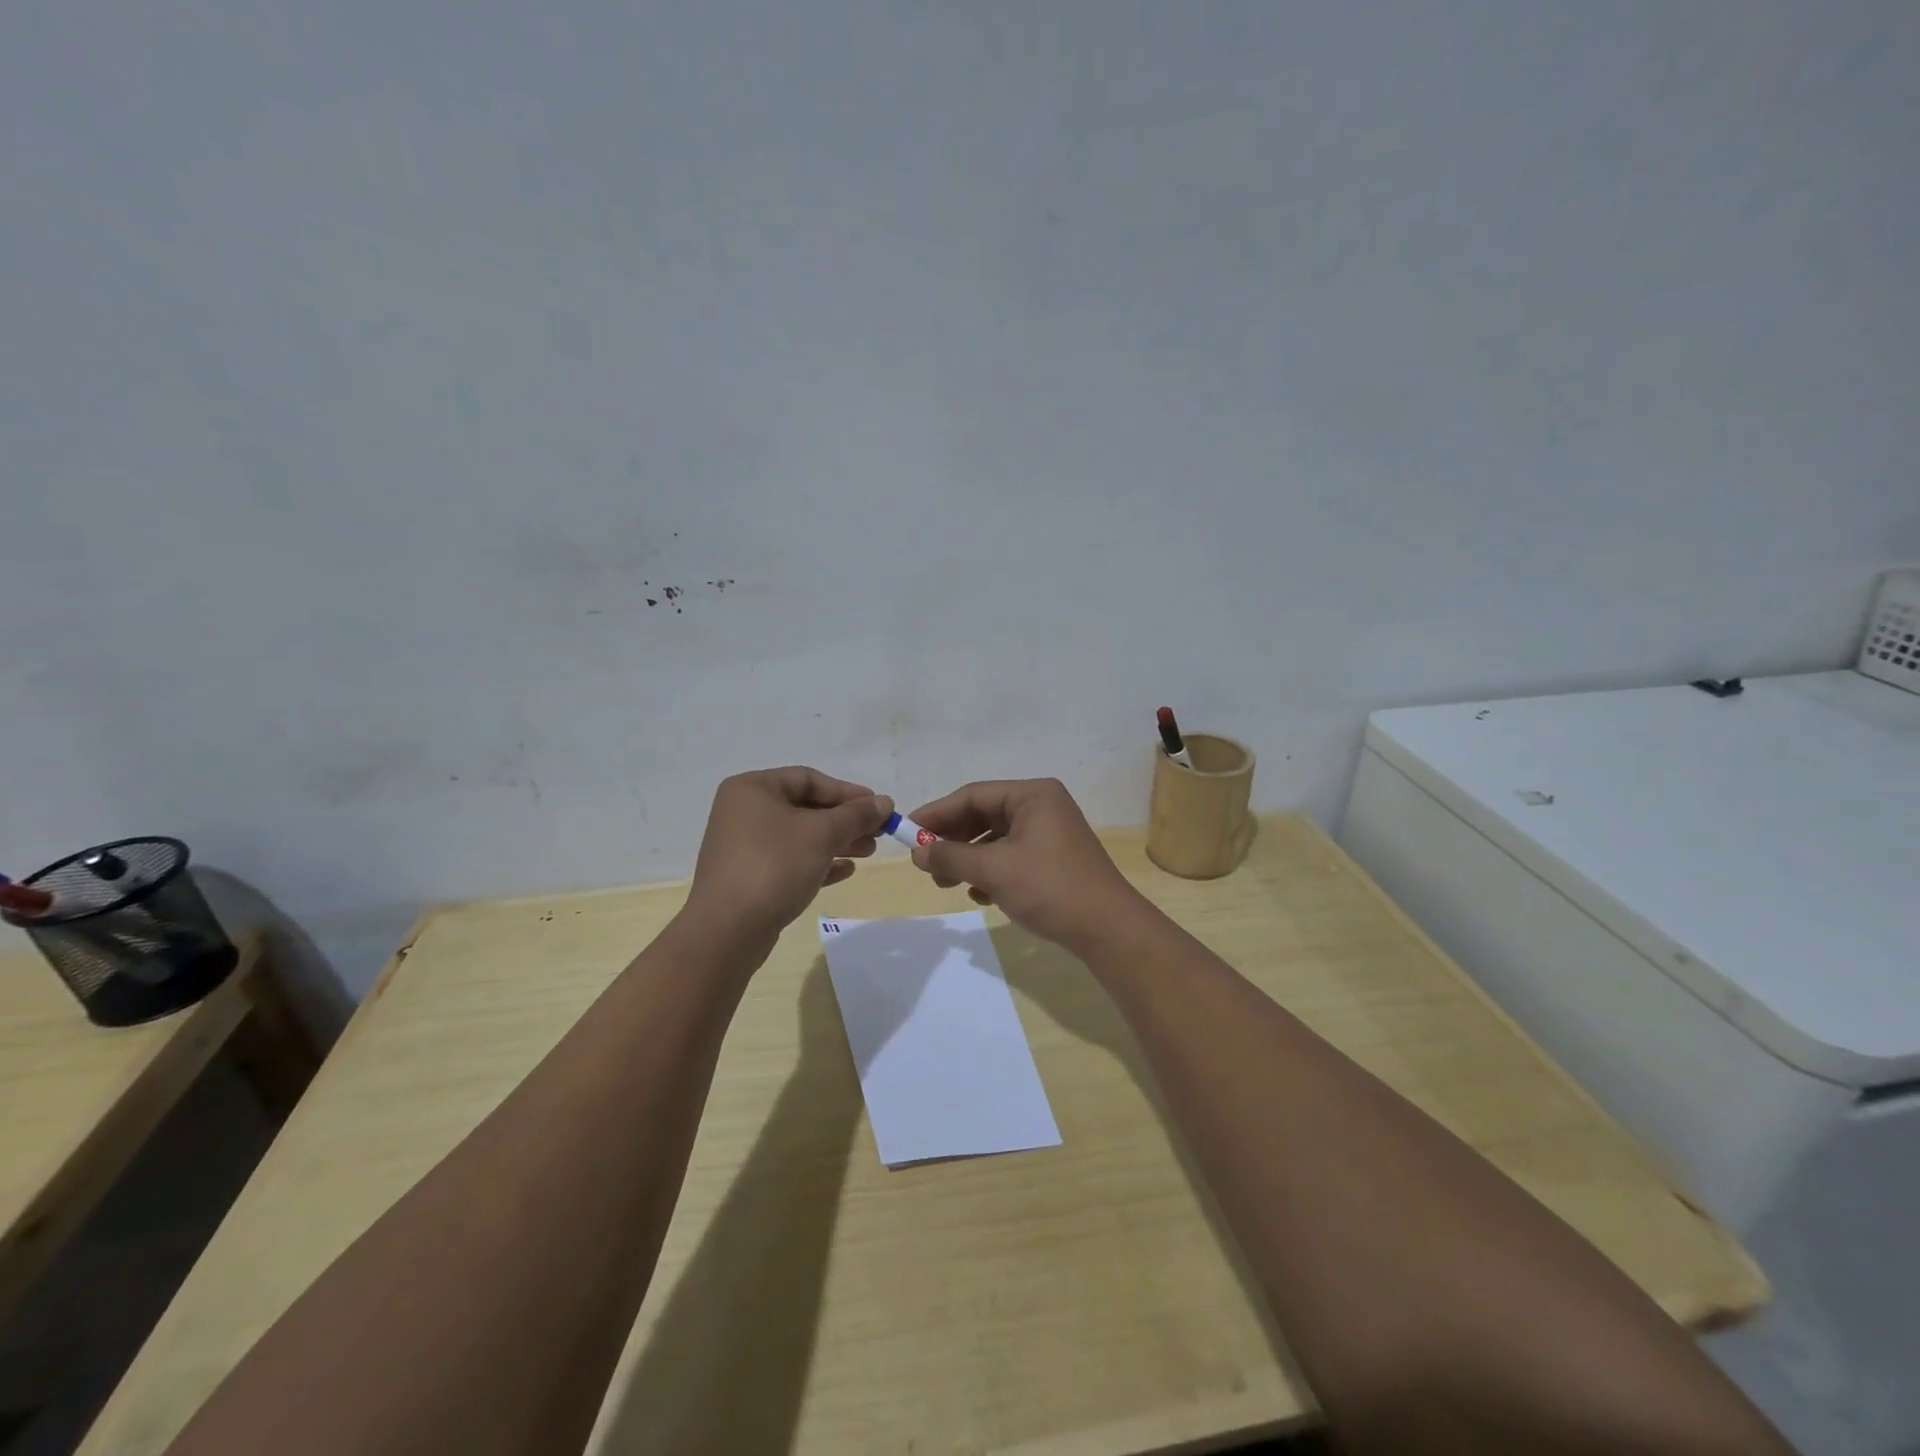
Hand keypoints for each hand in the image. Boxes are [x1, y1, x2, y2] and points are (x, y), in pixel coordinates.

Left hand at [684, 768, 892, 939]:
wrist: (727, 930)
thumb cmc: (774, 866)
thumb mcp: (822, 834)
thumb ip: (857, 815)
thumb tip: (885, 802)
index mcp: (753, 788)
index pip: (809, 779)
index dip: (848, 792)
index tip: (878, 807)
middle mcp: (743, 811)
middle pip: (805, 808)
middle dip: (845, 820)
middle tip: (877, 833)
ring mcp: (744, 846)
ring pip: (800, 836)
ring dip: (837, 842)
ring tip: (868, 853)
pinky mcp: (748, 877)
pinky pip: (789, 861)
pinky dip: (818, 862)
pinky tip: (846, 871)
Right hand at [907, 779, 1151, 952]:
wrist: (1107, 929)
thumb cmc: (1049, 887)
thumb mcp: (993, 870)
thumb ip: (951, 857)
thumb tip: (917, 853)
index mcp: (1032, 794)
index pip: (972, 795)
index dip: (936, 814)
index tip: (907, 833)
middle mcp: (1042, 806)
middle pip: (983, 815)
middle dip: (952, 840)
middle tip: (924, 862)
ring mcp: (1050, 833)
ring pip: (995, 839)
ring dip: (968, 859)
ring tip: (944, 883)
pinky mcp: (1054, 859)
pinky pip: (1011, 856)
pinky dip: (990, 871)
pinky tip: (978, 894)